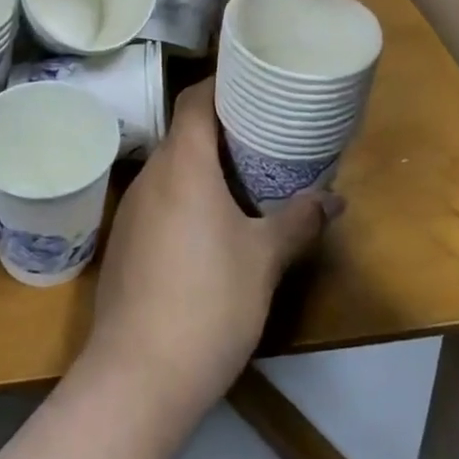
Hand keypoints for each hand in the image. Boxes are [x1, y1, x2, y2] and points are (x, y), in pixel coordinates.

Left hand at [85, 80, 337, 421]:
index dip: (222, 84)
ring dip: (202, 163)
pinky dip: (185, 193)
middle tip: (263, 132)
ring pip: (169, 167)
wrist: (139, 374)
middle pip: (182, 131)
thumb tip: (333, 199)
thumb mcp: (264, 260)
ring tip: (244, 174)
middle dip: (220, 127)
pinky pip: (158, 197)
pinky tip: (210, 222)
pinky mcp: (125, 239)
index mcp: (182, 164)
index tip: (254, 84)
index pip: (195, 100)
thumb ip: (298, 221)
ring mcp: (131, 208)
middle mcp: (150, 175)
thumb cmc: (209, 302)